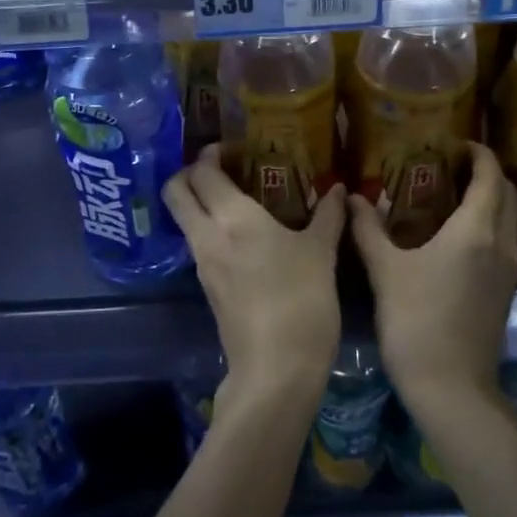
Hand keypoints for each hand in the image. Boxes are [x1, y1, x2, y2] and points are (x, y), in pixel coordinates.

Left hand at [163, 144, 344, 401]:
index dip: (210, 154)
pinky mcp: (208, 289)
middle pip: (176, 192)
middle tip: (220, 169)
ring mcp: (203, 264)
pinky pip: (199, 245)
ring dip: (199, 203)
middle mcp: (207, 235)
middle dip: (188, 173)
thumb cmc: (301, 301)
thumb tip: (340, 189)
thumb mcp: (321, 254)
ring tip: (236, 200)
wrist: (276, 369)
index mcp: (232, 217)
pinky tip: (242, 236)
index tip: (230, 148)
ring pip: (184, 220)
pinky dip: (209, 230)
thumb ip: (328, 216)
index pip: (202, 172)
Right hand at [349, 141, 516, 412]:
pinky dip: (490, 225)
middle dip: (488, 173)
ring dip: (492, 199)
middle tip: (454, 165)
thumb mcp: (385, 270)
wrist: (451, 386)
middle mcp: (502, 244)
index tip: (458, 143)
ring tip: (454, 194)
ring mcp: (509, 270)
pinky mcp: (505, 291)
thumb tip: (353, 197)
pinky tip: (458, 235)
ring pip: (511, 220)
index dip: (479, 154)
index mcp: (476, 231)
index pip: (490, 177)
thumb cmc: (416, 321)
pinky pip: (505, 242)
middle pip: (508, 194)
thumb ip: (368, 229)